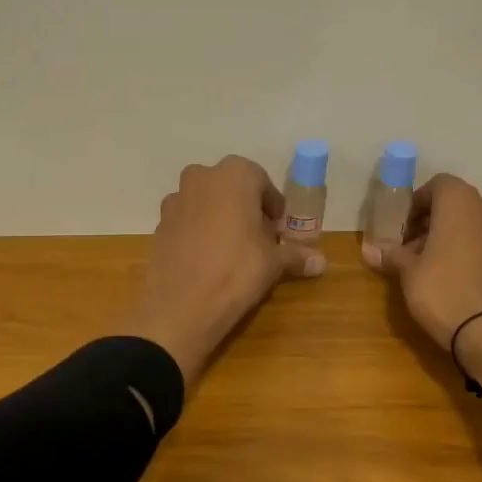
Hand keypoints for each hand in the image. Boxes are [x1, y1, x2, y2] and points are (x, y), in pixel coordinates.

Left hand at [119, 156, 320, 385]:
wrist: (181, 305)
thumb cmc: (237, 271)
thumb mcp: (273, 263)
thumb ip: (296, 255)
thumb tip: (322, 262)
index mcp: (234, 175)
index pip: (261, 181)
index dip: (272, 206)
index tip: (278, 229)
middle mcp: (201, 178)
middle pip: (230, 187)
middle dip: (245, 207)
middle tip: (258, 238)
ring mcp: (176, 200)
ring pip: (206, 202)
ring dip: (220, 217)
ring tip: (232, 250)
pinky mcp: (159, 224)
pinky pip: (187, 221)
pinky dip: (198, 232)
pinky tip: (207, 260)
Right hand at [361, 173, 481, 348]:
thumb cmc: (443, 289)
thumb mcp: (408, 272)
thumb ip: (391, 255)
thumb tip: (368, 250)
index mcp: (461, 202)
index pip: (437, 185)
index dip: (416, 202)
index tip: (400, 226)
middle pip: (454, 204)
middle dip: (429, 220)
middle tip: (408, 245)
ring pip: (469, 224)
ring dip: (446, 236)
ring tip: (424, 264)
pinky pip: (481, 244)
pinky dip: (464, 250)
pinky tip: (447, 276)